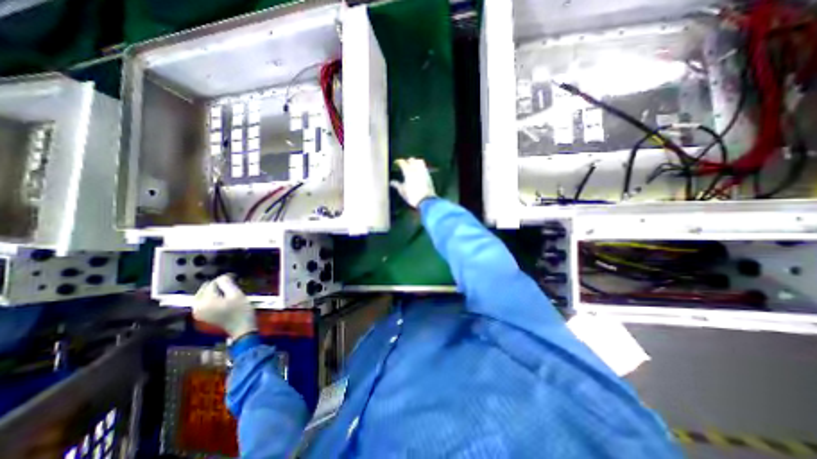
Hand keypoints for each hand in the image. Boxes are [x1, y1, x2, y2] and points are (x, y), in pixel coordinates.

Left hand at [194, 274, 255, 337]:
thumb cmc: (241, 310)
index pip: (212, 283)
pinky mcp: (201, 315)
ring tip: (227, 289)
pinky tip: (221, 297)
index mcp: (205, 301)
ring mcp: (197, 312)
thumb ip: (227, 283)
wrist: (241, 328)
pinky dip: (211, 297)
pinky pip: (203, 301)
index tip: (235, 276)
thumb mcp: (237, 294)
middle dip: (217, 284)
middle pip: (205, 288)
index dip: (224, 278)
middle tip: (231, 283)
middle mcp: (196, 306)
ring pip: (203, 294)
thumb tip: (223, 276)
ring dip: (214, 290)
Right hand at [388, 158, 432, 206]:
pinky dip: (421, 166)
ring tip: (413, 165)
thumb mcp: (402, 191)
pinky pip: (424, 167)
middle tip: (405, 164)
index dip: (399, 161)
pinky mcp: (429, 175)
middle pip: (411, 160)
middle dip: (408, 161)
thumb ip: (397, 185)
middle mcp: (416, 169)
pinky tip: (419, 171)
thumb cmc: (412, 196)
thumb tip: (391, 182)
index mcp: (408, 172)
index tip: (396, 162)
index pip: (402, 162)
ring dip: (416, 162)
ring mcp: (423, 171)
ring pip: (419, 161)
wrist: (426, 200)